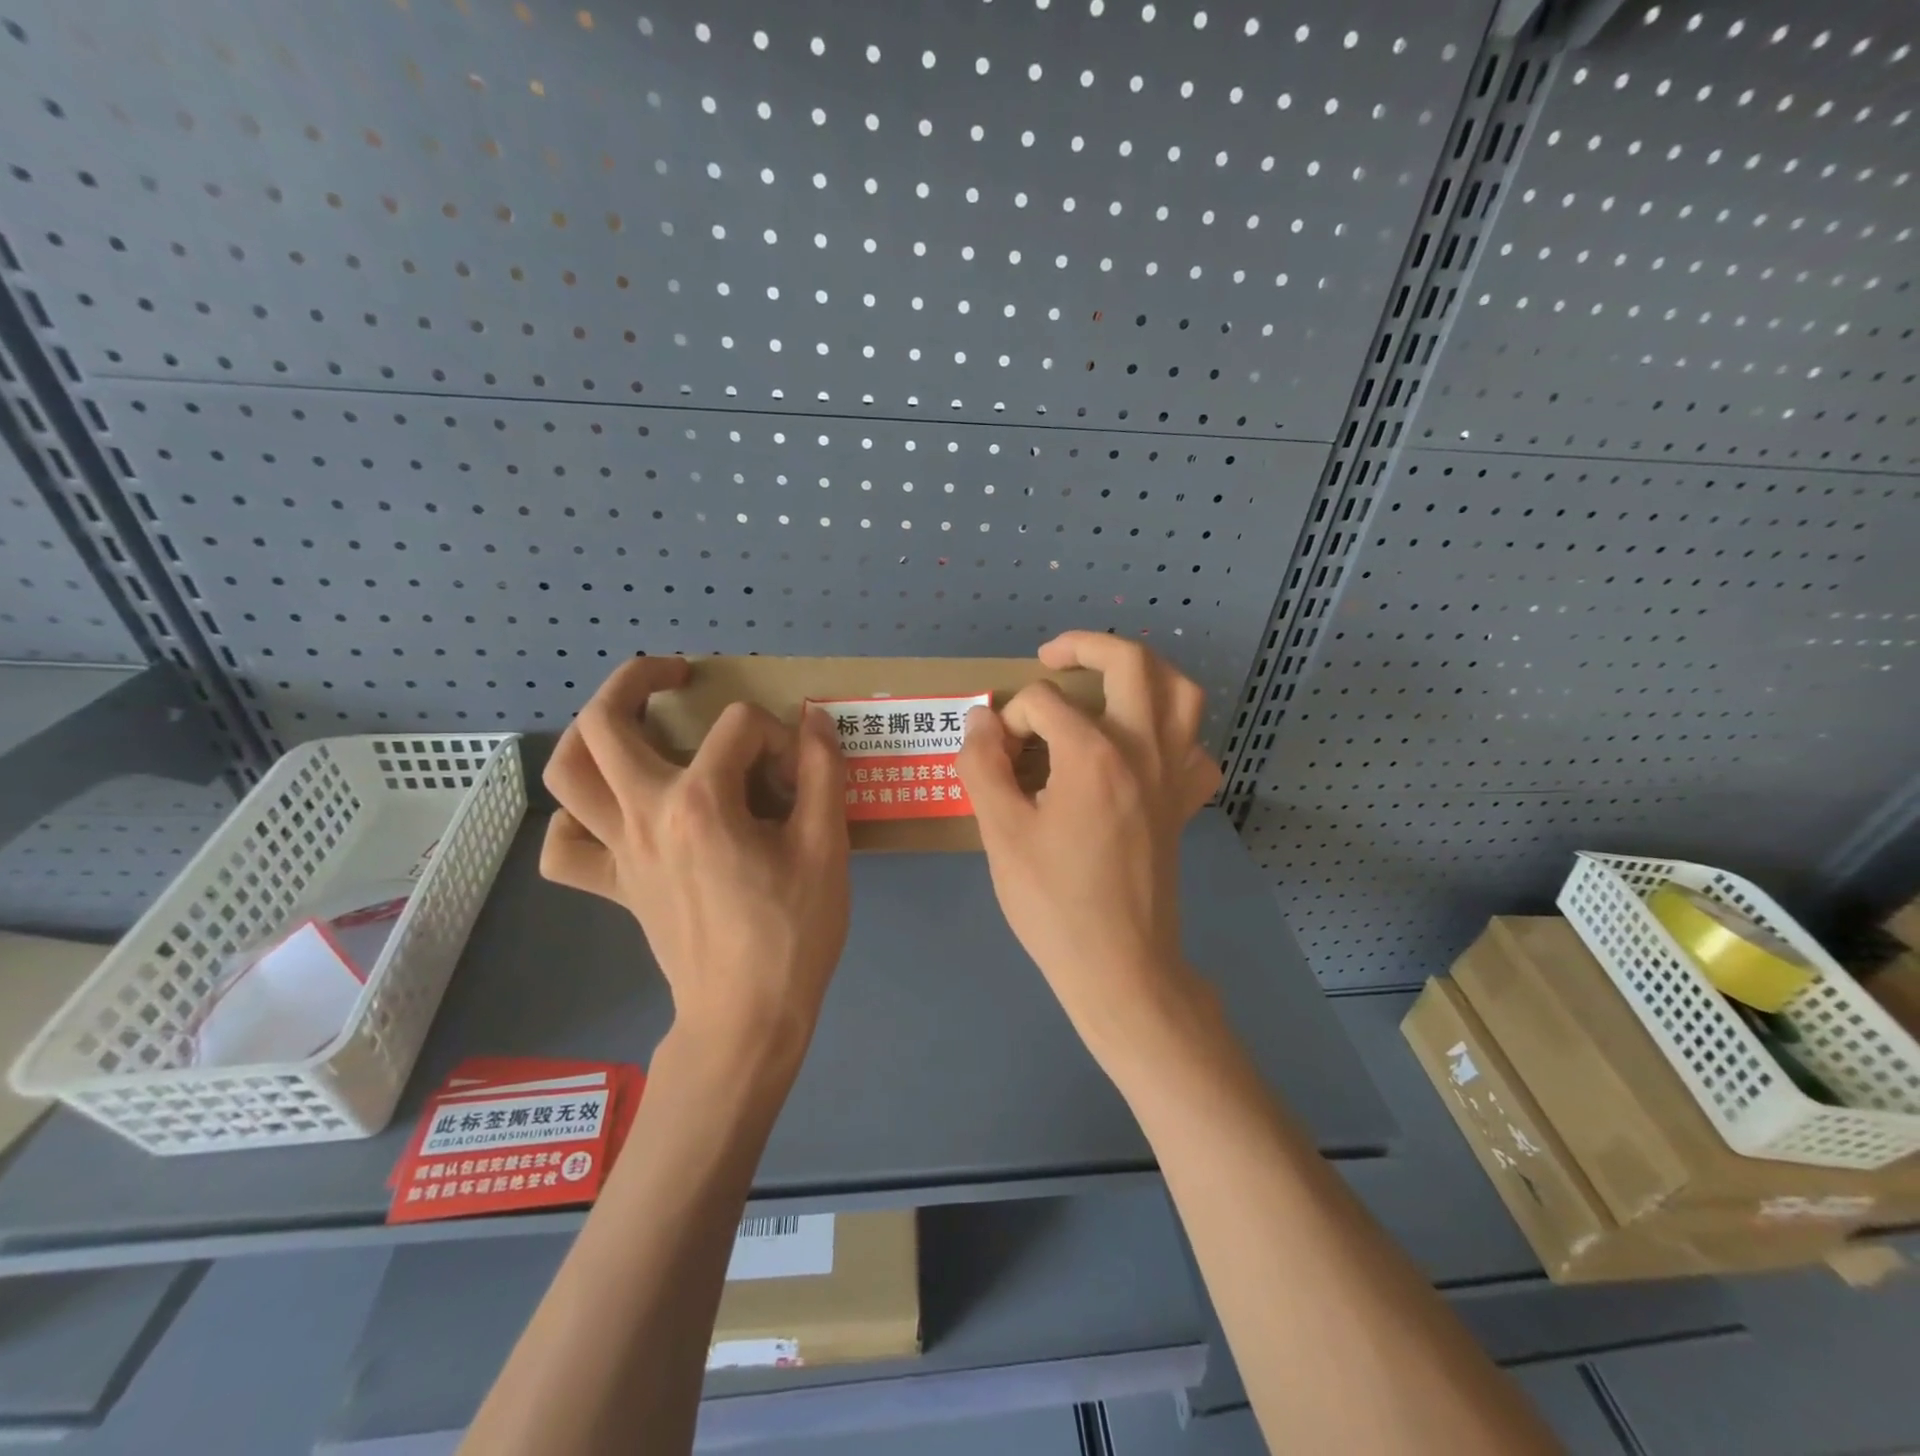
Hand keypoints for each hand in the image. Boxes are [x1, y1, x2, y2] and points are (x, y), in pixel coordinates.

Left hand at [540, 658, 851, 1062]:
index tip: (801, 771)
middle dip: (639, 679)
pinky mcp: (613, 885)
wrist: (748, 1016)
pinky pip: (566, 846)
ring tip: (629, 724)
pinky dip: (576, 819)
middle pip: (605, 722)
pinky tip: (610, 813)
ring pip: (566, 773)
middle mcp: (645, 814)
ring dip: (589, 733)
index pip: (739, 727)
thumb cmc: (793, 932)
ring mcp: (619, 851)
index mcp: (703, 802)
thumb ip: (822, 772)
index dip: (779, 736)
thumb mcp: (827, 846)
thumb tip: (812, 718)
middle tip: (676, 675)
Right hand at [957, 632, 1219, 1056]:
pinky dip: (1174, 733)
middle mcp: (1145, 750)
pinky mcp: (1185, 804)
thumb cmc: (1053, 903)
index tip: (995, 753)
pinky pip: (1195, 749)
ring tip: (1108, 680)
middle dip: (1085, 646)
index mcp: (1094, 755)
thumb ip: (983, 766)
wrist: (1120, 966)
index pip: (1043, 704)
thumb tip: (981, 718)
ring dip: (1146, 672)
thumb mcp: (1001, 833)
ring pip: (1182, 693)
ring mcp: (1174, 776)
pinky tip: (1144, 747)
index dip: (1009, 720)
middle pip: (1131, 664)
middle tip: (1051, 657)